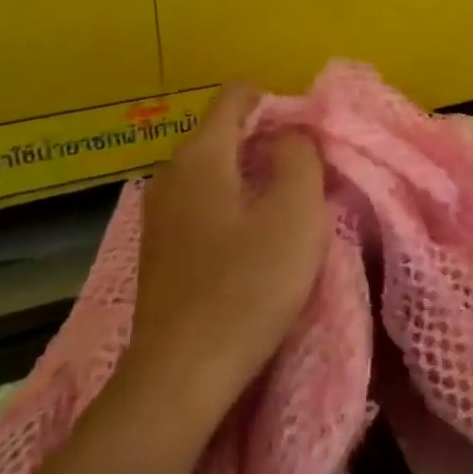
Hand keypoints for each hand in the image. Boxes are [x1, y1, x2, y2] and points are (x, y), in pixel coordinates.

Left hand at [126, 83, 329, 401]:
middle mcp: (172, 173)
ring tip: (291, 203)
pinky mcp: (162, 248)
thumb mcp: (295, 212)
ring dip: (256, 172)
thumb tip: (291, 134)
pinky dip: (236, 201)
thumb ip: (299, 155)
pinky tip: (258, 237)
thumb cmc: (246, 286)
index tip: (311, 133)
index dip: (279, 100)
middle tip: (310, 170)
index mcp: (201, 155)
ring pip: (217, 167)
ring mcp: (161, 213)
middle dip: (271, 138)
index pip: (238, 94)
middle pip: (226, 129)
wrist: (180, 379)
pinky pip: (205, 200)